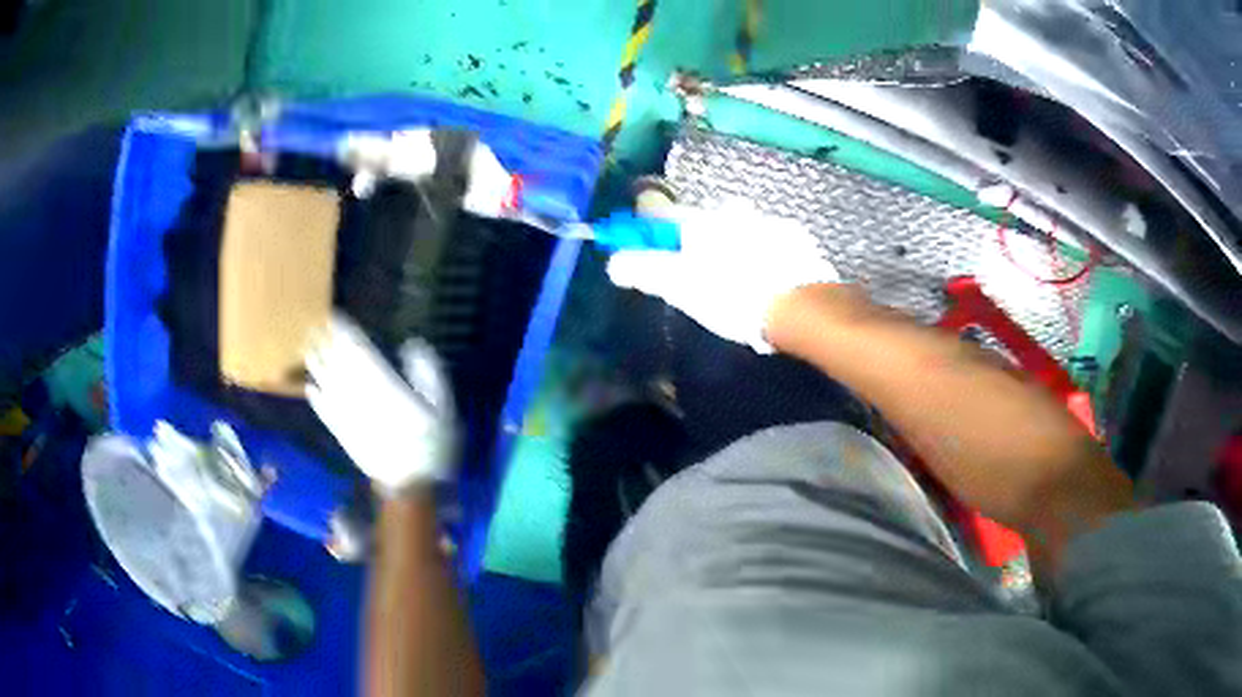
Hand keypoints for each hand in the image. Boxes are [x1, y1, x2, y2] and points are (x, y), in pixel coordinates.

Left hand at [306, 315, 456, 495]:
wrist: (411, 486)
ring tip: (307, 349)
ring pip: (328, 385)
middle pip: (338, 365)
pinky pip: (325, 413)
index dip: (346, 333)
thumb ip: (429, 373)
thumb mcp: (443, 407)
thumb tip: (412, 345)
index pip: (360, 352)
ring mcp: (348, 417)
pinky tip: (309, 389)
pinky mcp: (343, 435)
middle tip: (314, 325)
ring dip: (316, 366)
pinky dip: (316, 400)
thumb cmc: (431, 445)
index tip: (335, 316)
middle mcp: (361, 397)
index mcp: (386, 386)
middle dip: (326, 343)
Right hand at [607, 202, 839, 351]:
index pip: (660, 213)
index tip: (640, 243)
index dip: (646, 228)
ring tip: (735, 278)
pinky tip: (766, 278)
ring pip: (737, 227)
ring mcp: (767, 221)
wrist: (800, 307)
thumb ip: (644, 271)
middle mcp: (732, 212)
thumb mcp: (680, 288)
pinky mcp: (796, 238)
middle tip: (695, 270)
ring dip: (731, 244)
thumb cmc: (733, 296)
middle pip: (701, 220)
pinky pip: (768, 240)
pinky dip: (762, 253)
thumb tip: (614, 263)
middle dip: (694, 239)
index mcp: (700, 222)